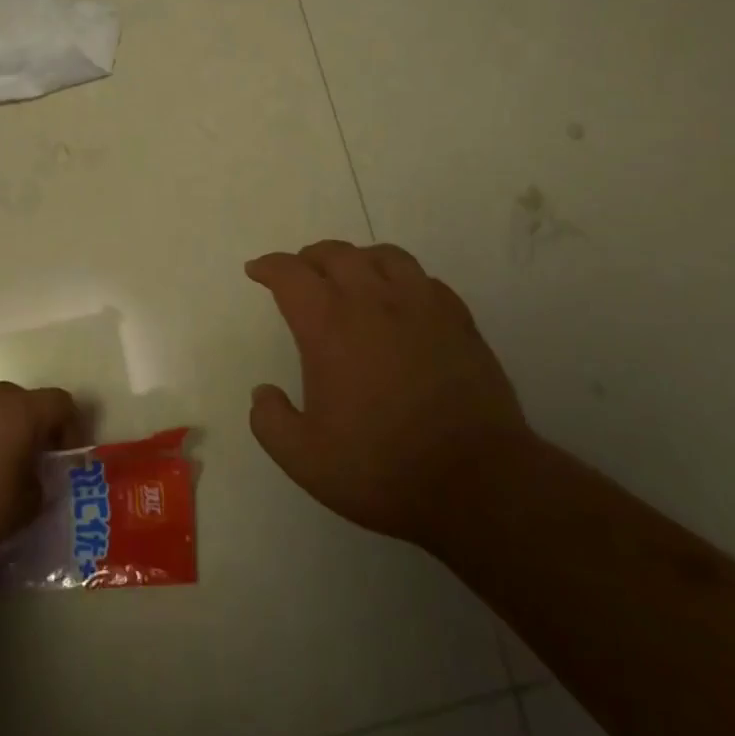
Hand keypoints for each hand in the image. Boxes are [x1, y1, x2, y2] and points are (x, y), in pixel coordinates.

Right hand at [245, 240, 530, 550]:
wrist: (477, 481)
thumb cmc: (383, 468)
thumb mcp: (305, 459)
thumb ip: (271, 422)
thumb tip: (263, 393)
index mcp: (328, 325)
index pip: (290, 274)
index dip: (269, 267)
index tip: (257, 270)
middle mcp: (372, 301)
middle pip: (335, 254)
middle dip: (309, 258)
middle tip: (299, 274)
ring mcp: (421, 305)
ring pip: (383, 256)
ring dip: (357, 259)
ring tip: (350, 276)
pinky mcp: (458, 319)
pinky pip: (423, 279)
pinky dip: (401, 279)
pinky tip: (401, 301)